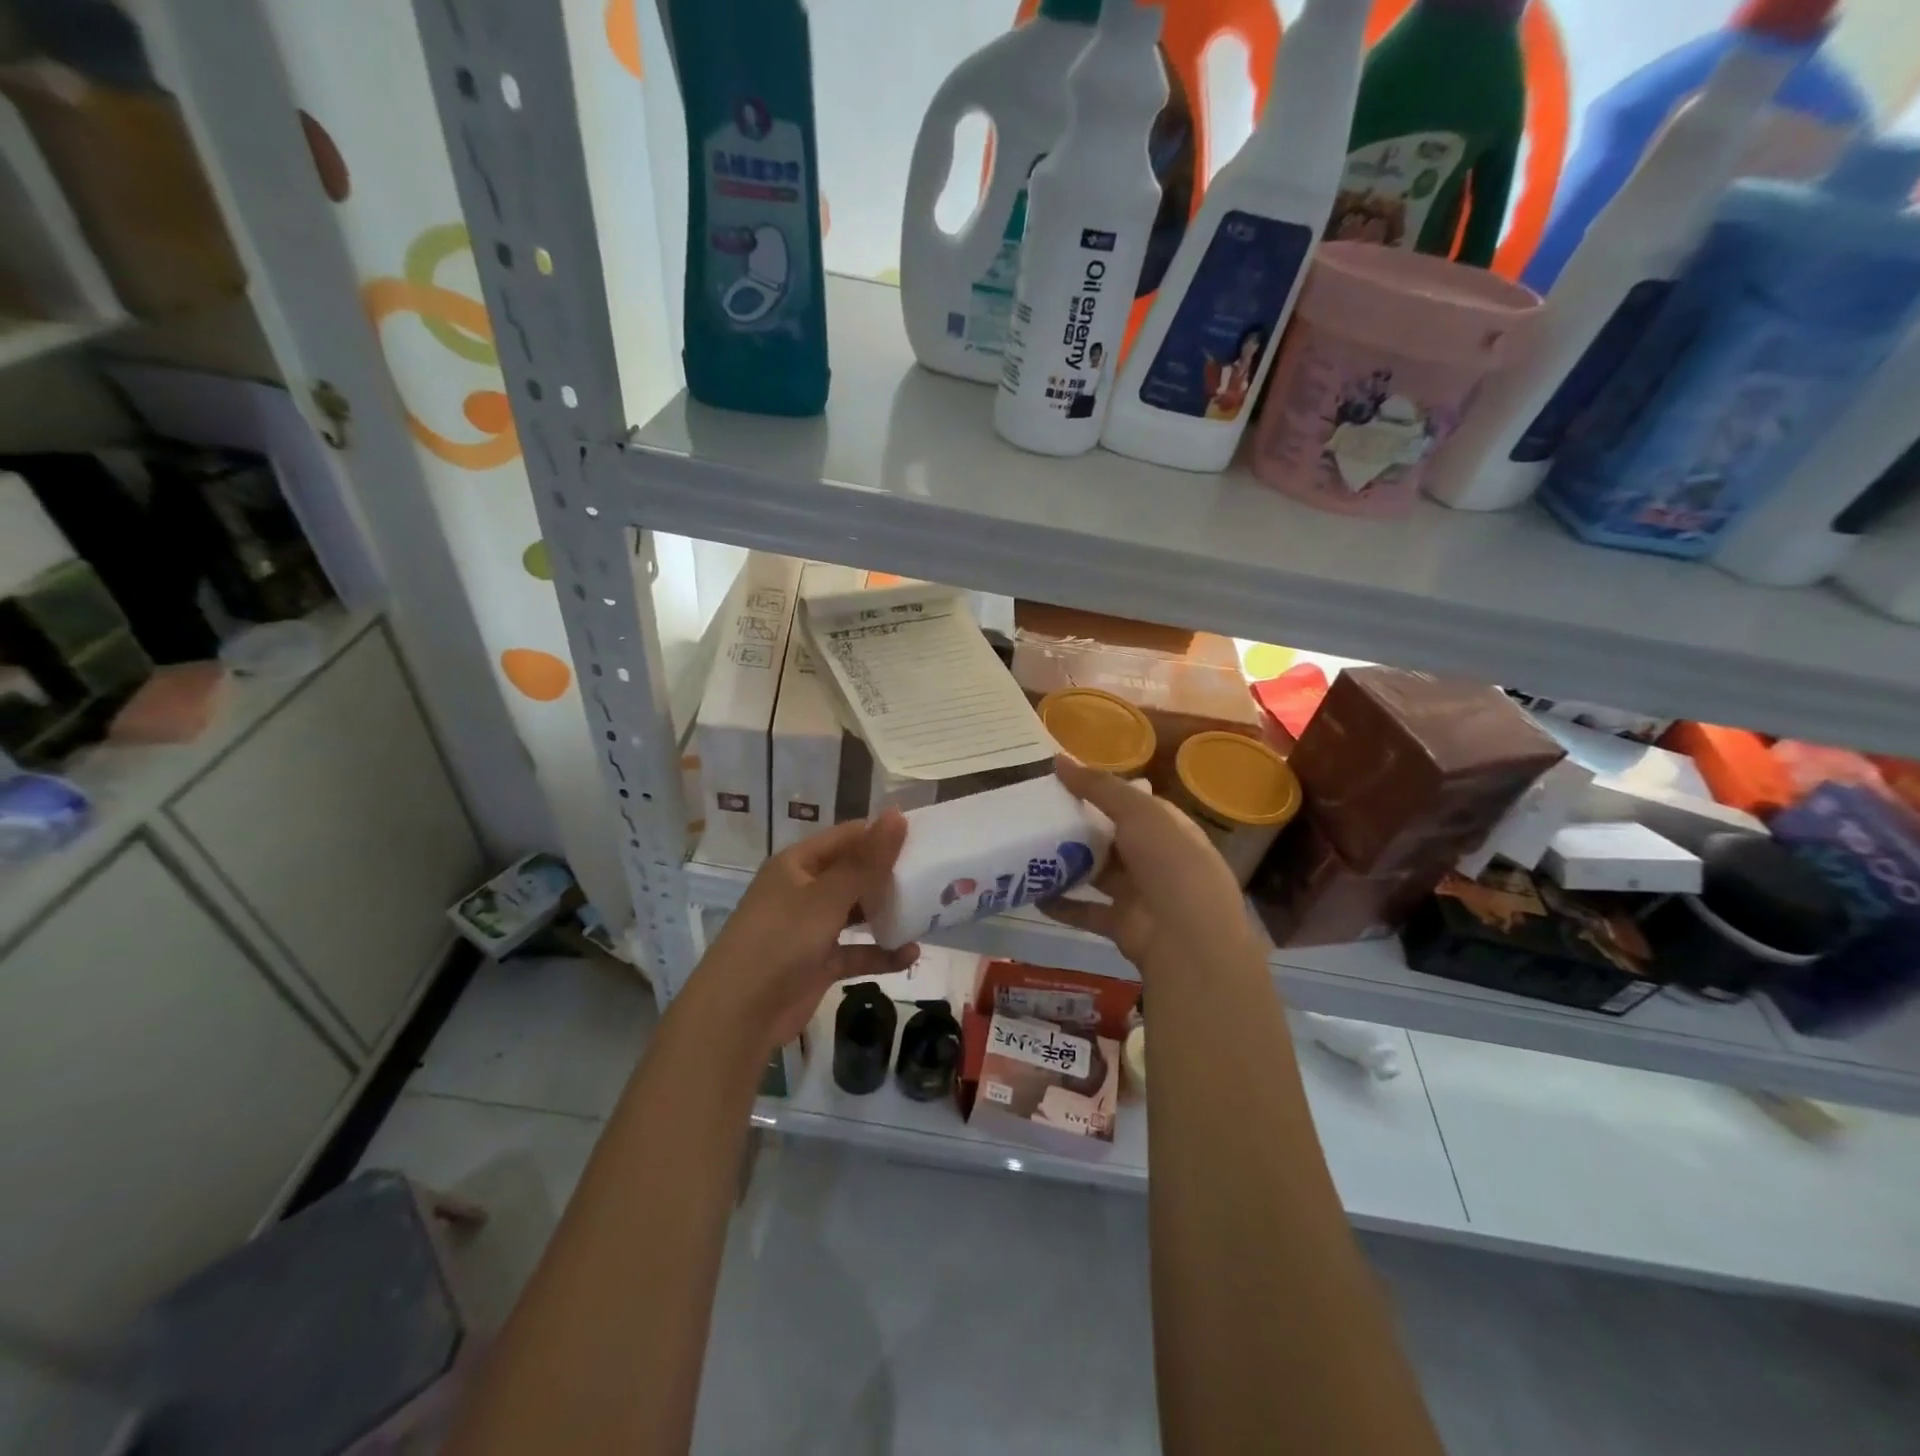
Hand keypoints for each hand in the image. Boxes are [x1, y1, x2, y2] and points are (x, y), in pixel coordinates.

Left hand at [695, 813, 918, 1047]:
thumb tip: (898, 815)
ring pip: (856, 912)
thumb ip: (867, 861)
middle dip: (888, 875)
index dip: (881, 834)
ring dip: (886, 913)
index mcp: (797, 865)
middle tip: (933, 874)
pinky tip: (910, 954)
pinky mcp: (818, 963)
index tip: (923, 836)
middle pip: (853, 874)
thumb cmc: (781, 941)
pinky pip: (855, 951)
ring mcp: (810, 929)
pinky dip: (880, 952)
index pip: (847, 837)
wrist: (739, 1014)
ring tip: (928, 909)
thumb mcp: (828, 897)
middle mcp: (803, 891)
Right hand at [1041, 756, 1263, 977]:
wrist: (1188, 938)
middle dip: (1078, 826)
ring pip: (1097, 874)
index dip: (1099, 790)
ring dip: (1068, 864)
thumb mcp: (1137, 812)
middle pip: (1111, 838)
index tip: (1060, 780)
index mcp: (1167, 827)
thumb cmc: (1170, 862)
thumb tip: (1059, 758)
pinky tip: (1033, 893)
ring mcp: (1139, 894)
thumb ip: (1098, 786)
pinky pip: (1085, 910)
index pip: (1131, 802)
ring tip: (1028, 847)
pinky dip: (1062, 904)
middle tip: (1034, 811)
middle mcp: (1155, 858)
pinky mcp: (1121, 924)